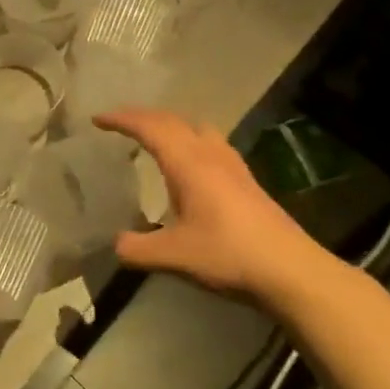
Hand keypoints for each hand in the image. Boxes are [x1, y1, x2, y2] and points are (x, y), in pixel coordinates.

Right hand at [95, 108, 332, 307]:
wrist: (291, 271)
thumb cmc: (229, 255)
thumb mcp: (175, 256)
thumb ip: (138, 249)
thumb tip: (115, 244)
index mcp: (188, 163)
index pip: (149, 127)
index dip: (121, 119)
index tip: (97, 120)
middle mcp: (209, 154)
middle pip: (172, 120)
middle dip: (142, 116)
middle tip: (119, 124)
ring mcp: (231, 164)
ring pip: (196, 127)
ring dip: (170, 124)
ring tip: (153, 137)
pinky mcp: (246, 180)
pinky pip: (210, 142)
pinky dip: (189, 139)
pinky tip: (190, 165)